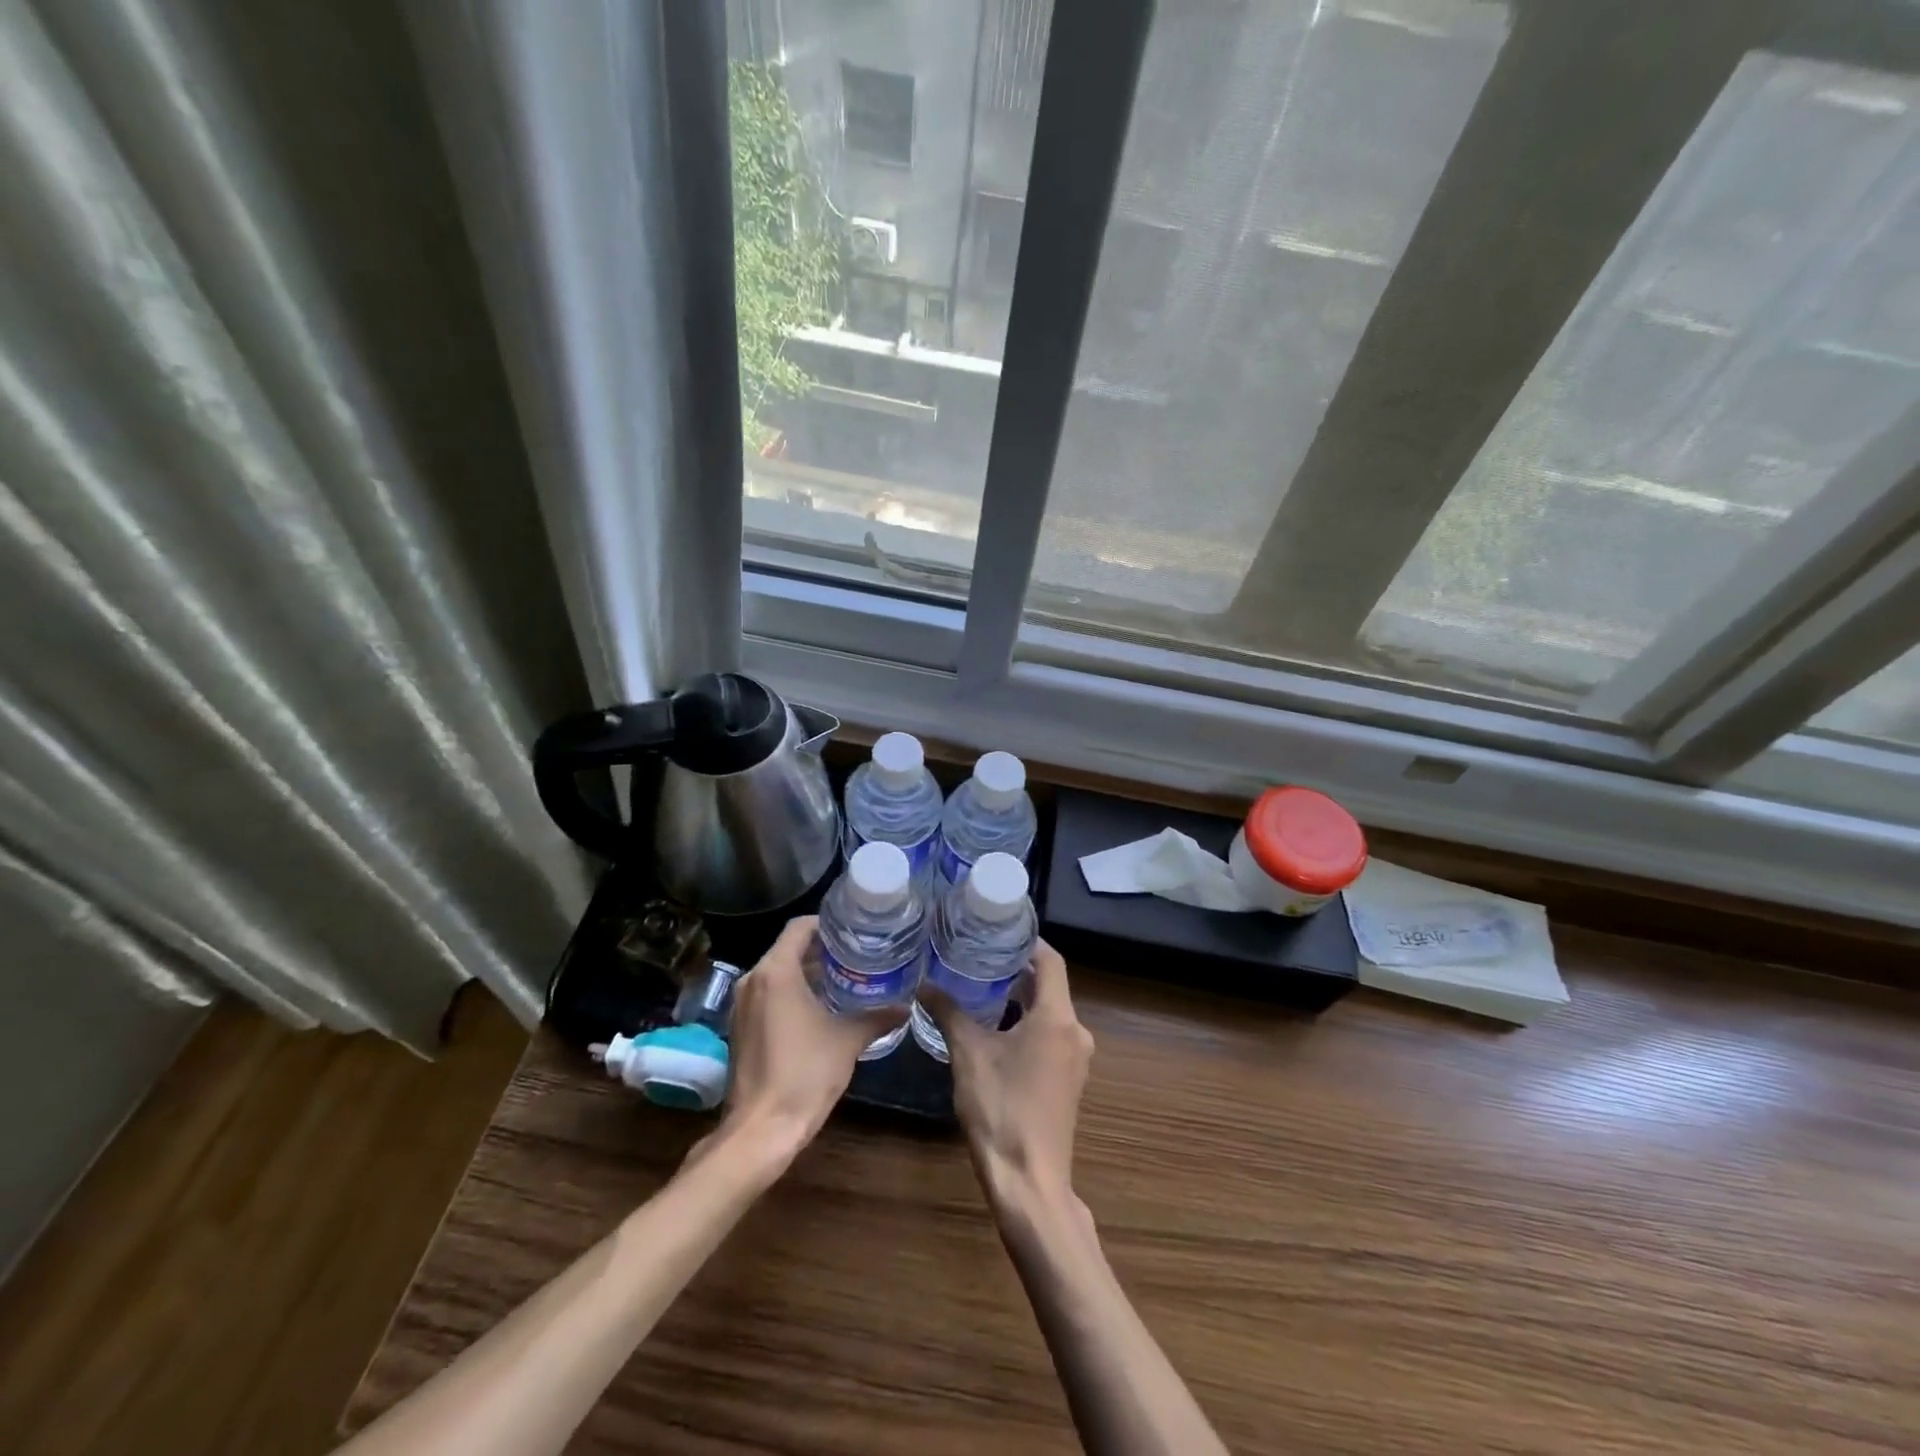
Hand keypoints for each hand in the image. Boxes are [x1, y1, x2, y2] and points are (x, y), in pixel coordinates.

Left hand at [710, 917, 901, 1166]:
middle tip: (858, 953)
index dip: (828, 923)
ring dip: (808, 972)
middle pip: (789, 948)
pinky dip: (793, 992)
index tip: (855, 931)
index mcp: (776, 972)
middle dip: (823, 949)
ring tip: (846, 978)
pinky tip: (822, 1007)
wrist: (761, 1130)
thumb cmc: (804, 1074)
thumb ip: (877, 1017)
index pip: (799, 927)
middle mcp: (753, 980)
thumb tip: (906, 1006)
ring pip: (778, 972)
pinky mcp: (741, 1027)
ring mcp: (742, 1005)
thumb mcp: (848, 1040)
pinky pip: (769, 994)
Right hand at [927, 939, 1093, 1207]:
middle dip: (1015, 969)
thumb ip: (948, 1013)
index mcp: (1058, 1018)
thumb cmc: (1001, 1109)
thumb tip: (923, 983)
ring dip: (1019, 998)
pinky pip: (1049, 1036)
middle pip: (1049, 985)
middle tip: (978, 954)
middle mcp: (1075, 1032)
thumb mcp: (968, 1054)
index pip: (1050, 960)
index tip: (998, 928)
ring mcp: (1075, 1059)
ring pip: (1048, 1013)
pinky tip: (994, 1028)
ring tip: (979, 985)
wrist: (1030, 1184)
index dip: (1027, 941)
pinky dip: (1025, 1024)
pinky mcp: (1067, 1081)